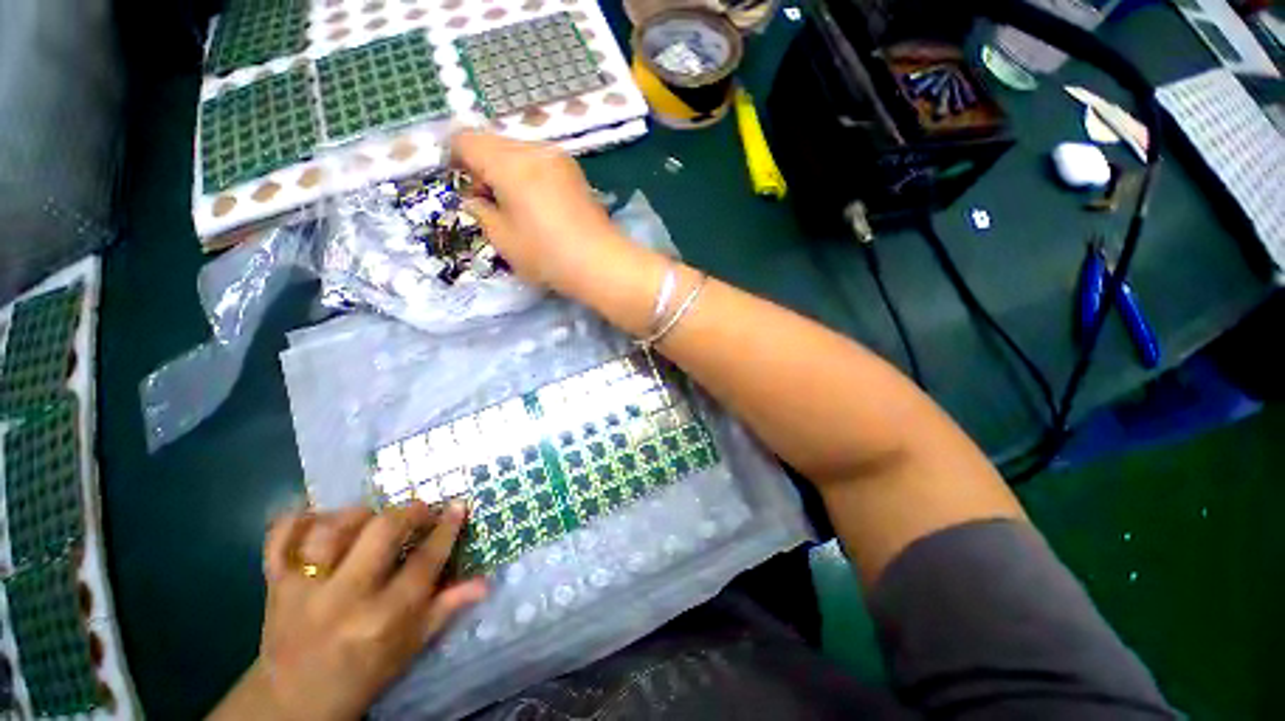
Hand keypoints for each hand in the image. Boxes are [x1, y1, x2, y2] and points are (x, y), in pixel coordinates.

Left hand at [211, 502, 485, 720]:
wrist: (293, 703)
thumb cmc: (363, 674)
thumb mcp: (410, 648)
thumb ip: (446, 609)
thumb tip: (485, 582)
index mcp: (383, 618)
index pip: (425, 561)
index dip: (447, 528)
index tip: (458, 505)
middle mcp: (344, 598)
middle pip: (381, 532)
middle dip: (409, 512)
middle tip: (421, 509)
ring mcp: (303, 589)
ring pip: (333, 528)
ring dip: (359, 513)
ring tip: (373, 514)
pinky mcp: (273, 584)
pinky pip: (280, 538)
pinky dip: (299, 519)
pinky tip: (321, 516)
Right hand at [450, 130, 631, 293]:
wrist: (602, 263)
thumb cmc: (548, 255)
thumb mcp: (503, 239)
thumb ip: (481, 212)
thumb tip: (476, 198)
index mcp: (510, 163)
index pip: (466, 139)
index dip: (454, 157)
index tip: (461, 185)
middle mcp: (535, 149)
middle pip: (494, 142)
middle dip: (482, 166)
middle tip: (490, 202)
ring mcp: (560, 158)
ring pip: (519, 151)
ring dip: (507, 170)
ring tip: (516, 207)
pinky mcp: (576, 172)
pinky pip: (540, 162)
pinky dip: (529, 175)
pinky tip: (538, 205)